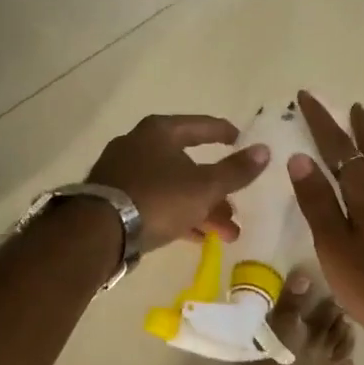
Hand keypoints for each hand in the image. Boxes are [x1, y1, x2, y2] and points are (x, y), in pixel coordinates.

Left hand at [86, 114, 270, 253]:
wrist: (98, 232)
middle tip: (237, 209)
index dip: (224, 133)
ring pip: (174, 188)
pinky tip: (199, 239)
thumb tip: (265, 150)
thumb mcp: (204, 186)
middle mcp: (139, 145)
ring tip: (227, 234)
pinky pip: (156, 203)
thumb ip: (236, 170)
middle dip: (217, 191)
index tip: (242, 141)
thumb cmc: (157, 198)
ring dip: (202, 209)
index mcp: (160, 132)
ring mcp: (124, 173)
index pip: (201, 126)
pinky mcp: (115, 200)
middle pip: (188, 164)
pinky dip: (179, 216)